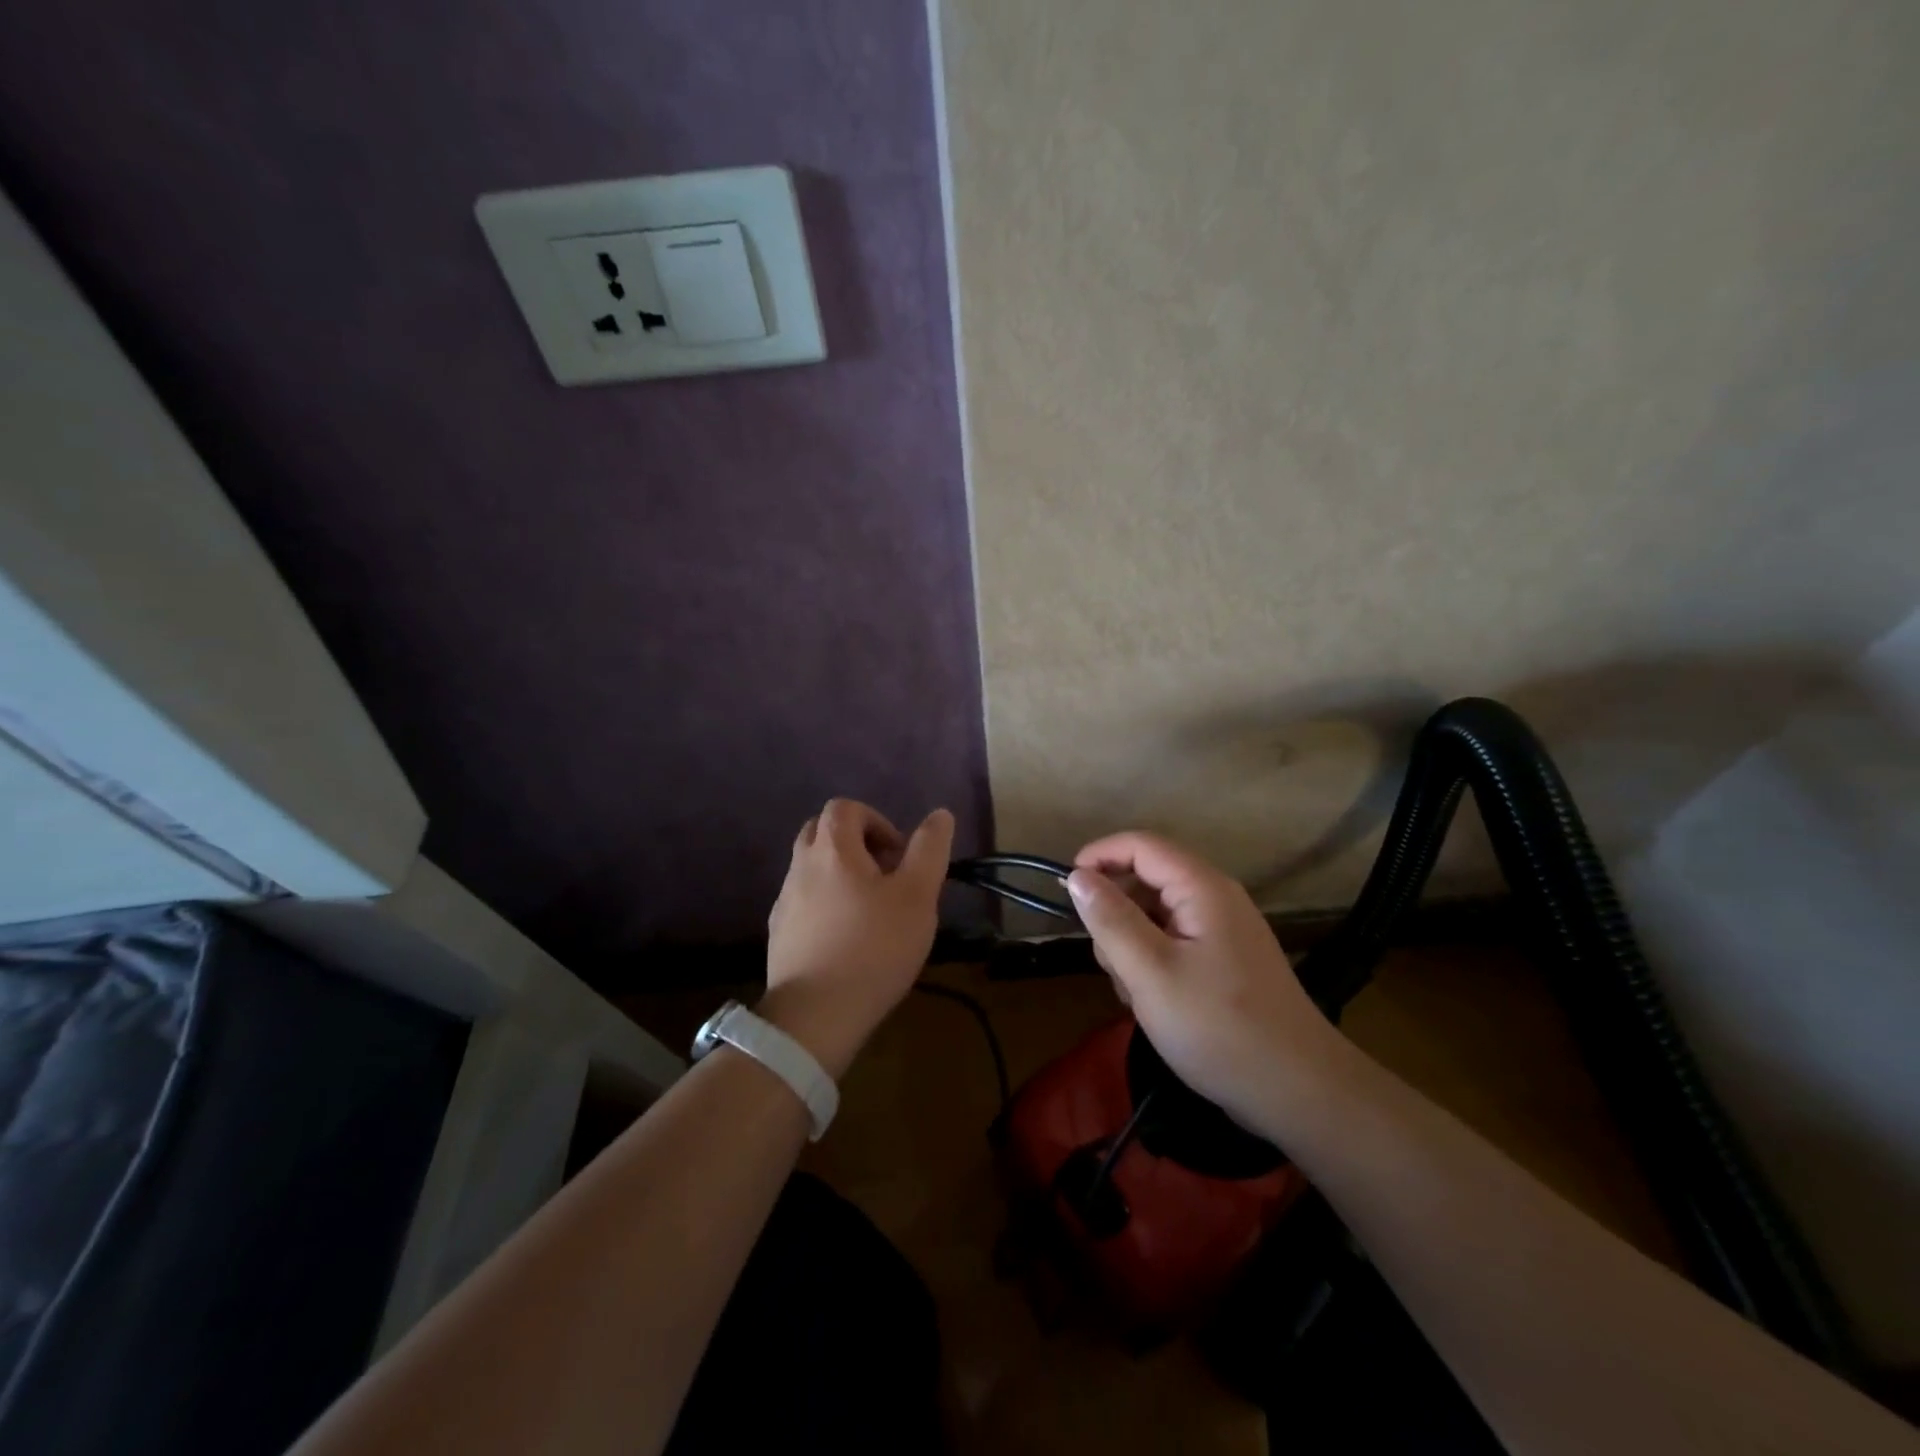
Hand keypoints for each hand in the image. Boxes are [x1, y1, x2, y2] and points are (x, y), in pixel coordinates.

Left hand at [761, 798, 954, 1079]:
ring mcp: (784, 901)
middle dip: (853, 841)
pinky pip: (802, 900)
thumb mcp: (917, 896)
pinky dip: (824, 902)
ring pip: (810, 867)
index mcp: (833, 850)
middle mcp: (801, 867)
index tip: (898, 854)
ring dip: (839, 873)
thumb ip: (930, 850)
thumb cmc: (874, 948)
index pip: (844, 808)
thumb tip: (940, 814)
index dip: (875, 820)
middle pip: (820, 831)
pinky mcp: (779, 933)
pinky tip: (846, 937)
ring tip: (869, 909)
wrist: (815, 1016)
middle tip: (884, 874)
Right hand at [1067, 832, 1344, 1138]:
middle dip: (1117, 916)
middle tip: (1112, 965)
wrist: (1297, 1092)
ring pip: (1154, 917)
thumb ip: (1111, 920)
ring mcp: (1222, 931)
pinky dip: (1153, 965)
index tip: (1066, 889)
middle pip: (1146, 881)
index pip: (1141, 845)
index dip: (1099, 856)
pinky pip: (1172, 943)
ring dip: (1132, 948)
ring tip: (1138, 996)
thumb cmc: (1219, 1027)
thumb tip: (1078, 876)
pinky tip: (1156, 1005)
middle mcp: (1215, 899)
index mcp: (1202, 888)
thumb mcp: (1151, 973)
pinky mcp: (1223, 961)